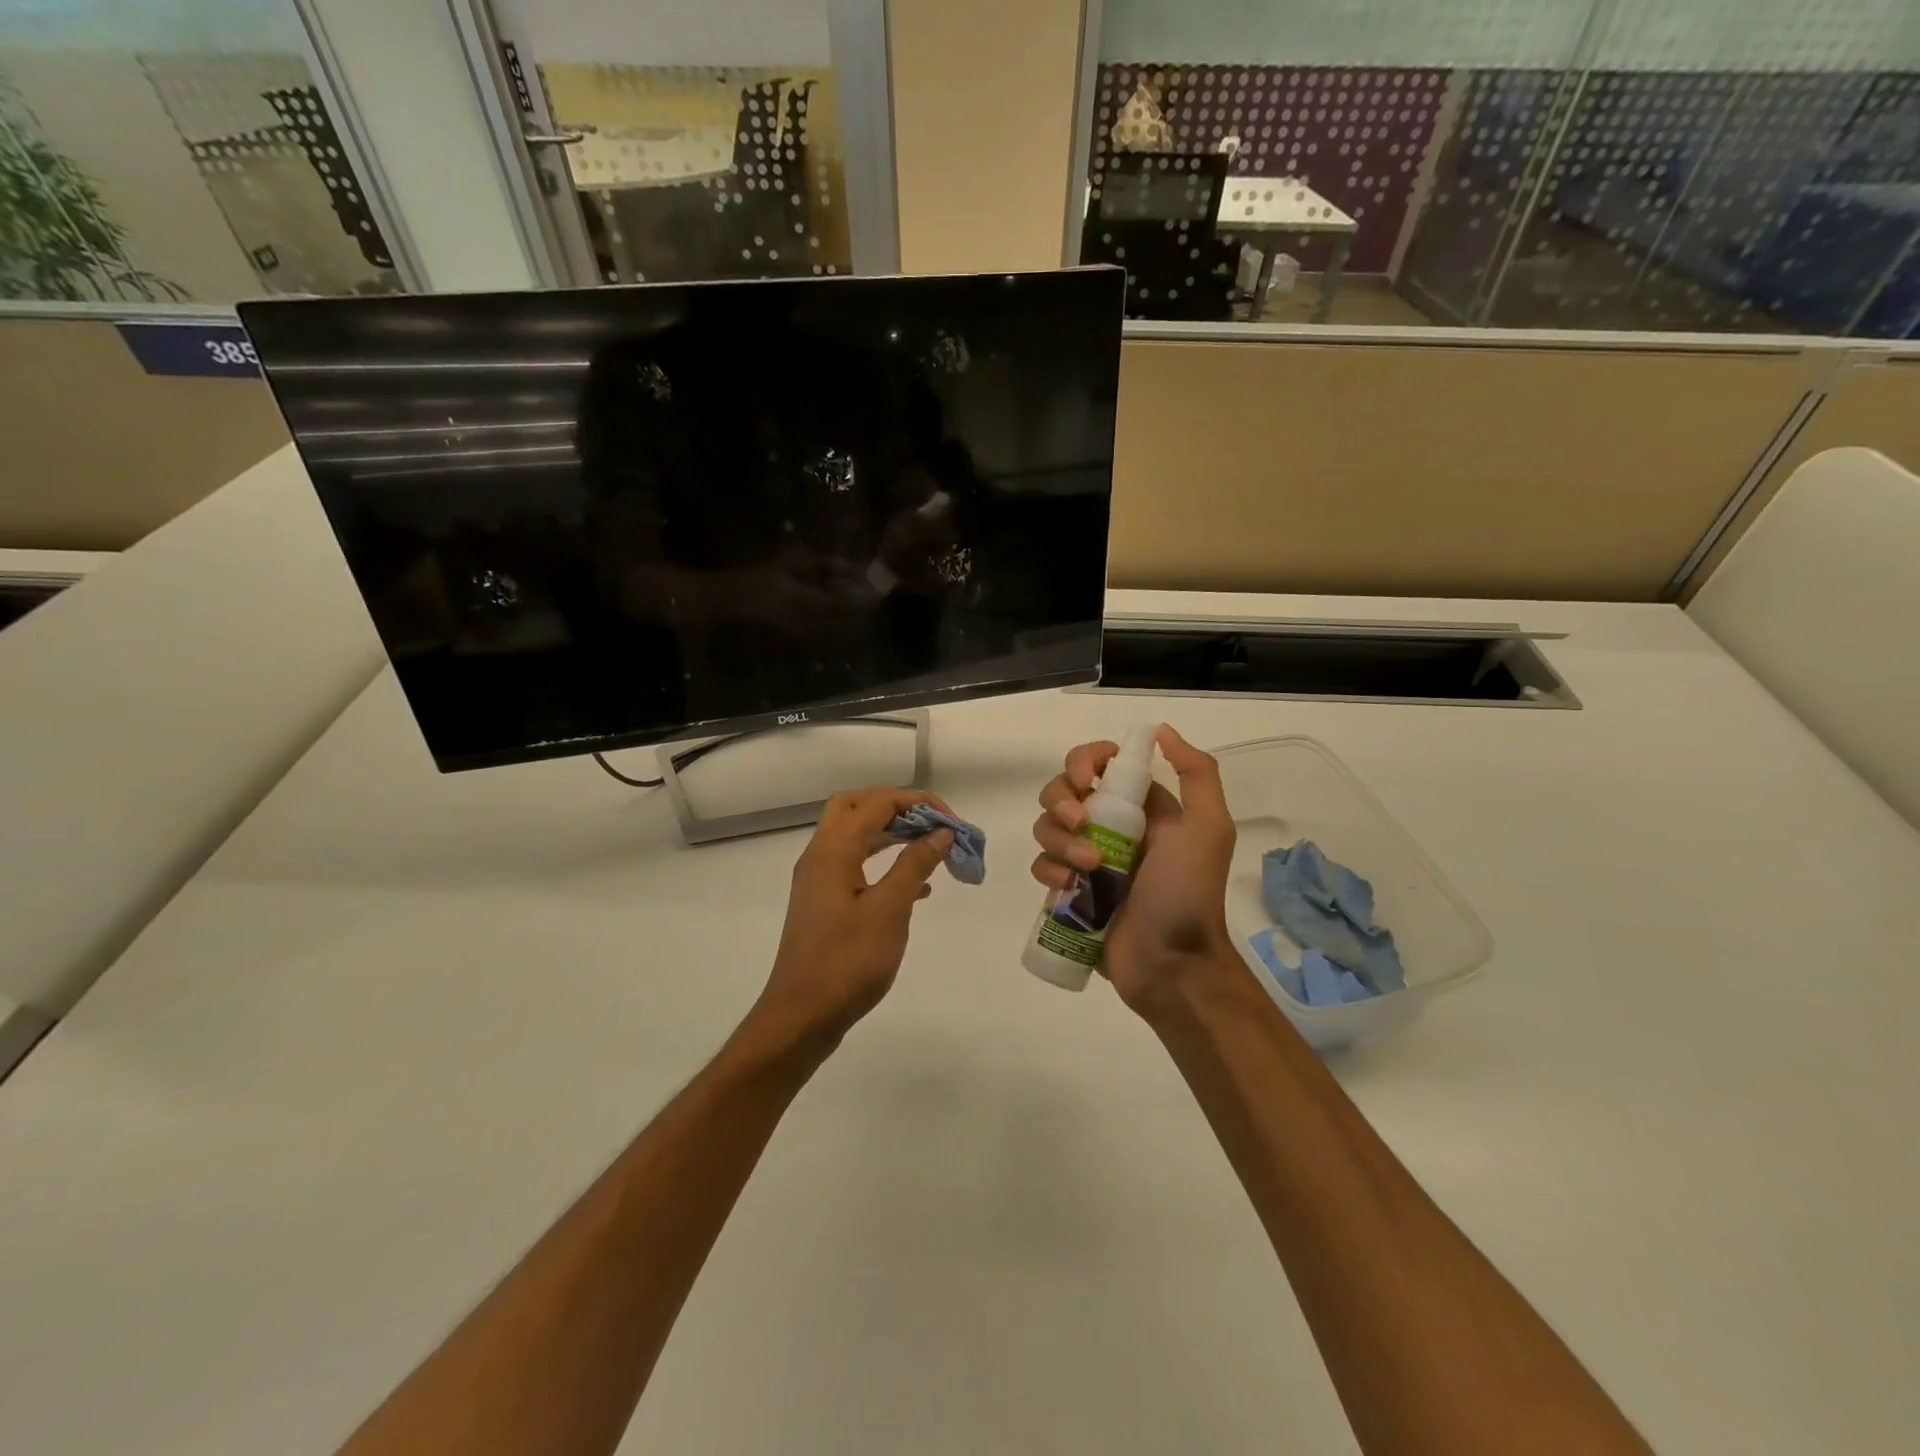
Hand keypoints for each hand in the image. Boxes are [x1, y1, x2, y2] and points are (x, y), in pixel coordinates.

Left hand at [753, 787, 954, 1049]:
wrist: (801, 1017)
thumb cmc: (847, 962)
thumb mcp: (889, 911)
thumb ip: (915, 866)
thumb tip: (940, 833)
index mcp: (833, 850)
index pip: (877, 802)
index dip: (918, 802)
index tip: (953, 822)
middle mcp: (821, 855)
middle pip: (857, 807)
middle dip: (898, 808)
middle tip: (932, 825)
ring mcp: (819, 880)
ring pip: (856, 836)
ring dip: (893, 834)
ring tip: (932, 848)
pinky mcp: (825, 903)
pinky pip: (856, 865)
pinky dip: (885, 862)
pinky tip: (918, 888)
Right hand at [1030, 726, 1238, 1016]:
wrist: (1172, 964)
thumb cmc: (1188, 893)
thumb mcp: (1208, 828)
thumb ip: (1197, 774)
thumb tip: (1162, 731)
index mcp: (1141, 806)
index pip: (1099, 763)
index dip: (1082, 761)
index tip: (1082, 779)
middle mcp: (1110, 826)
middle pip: (1062, 791)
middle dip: (1062, 802)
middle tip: (1081, 825)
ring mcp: (1086, 859)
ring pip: (1047, 827)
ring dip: (1060, 842)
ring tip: (1088, 870)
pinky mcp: (1069, 891)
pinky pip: (1041, 865)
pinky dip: (1049, 871)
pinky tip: (1067, 889)